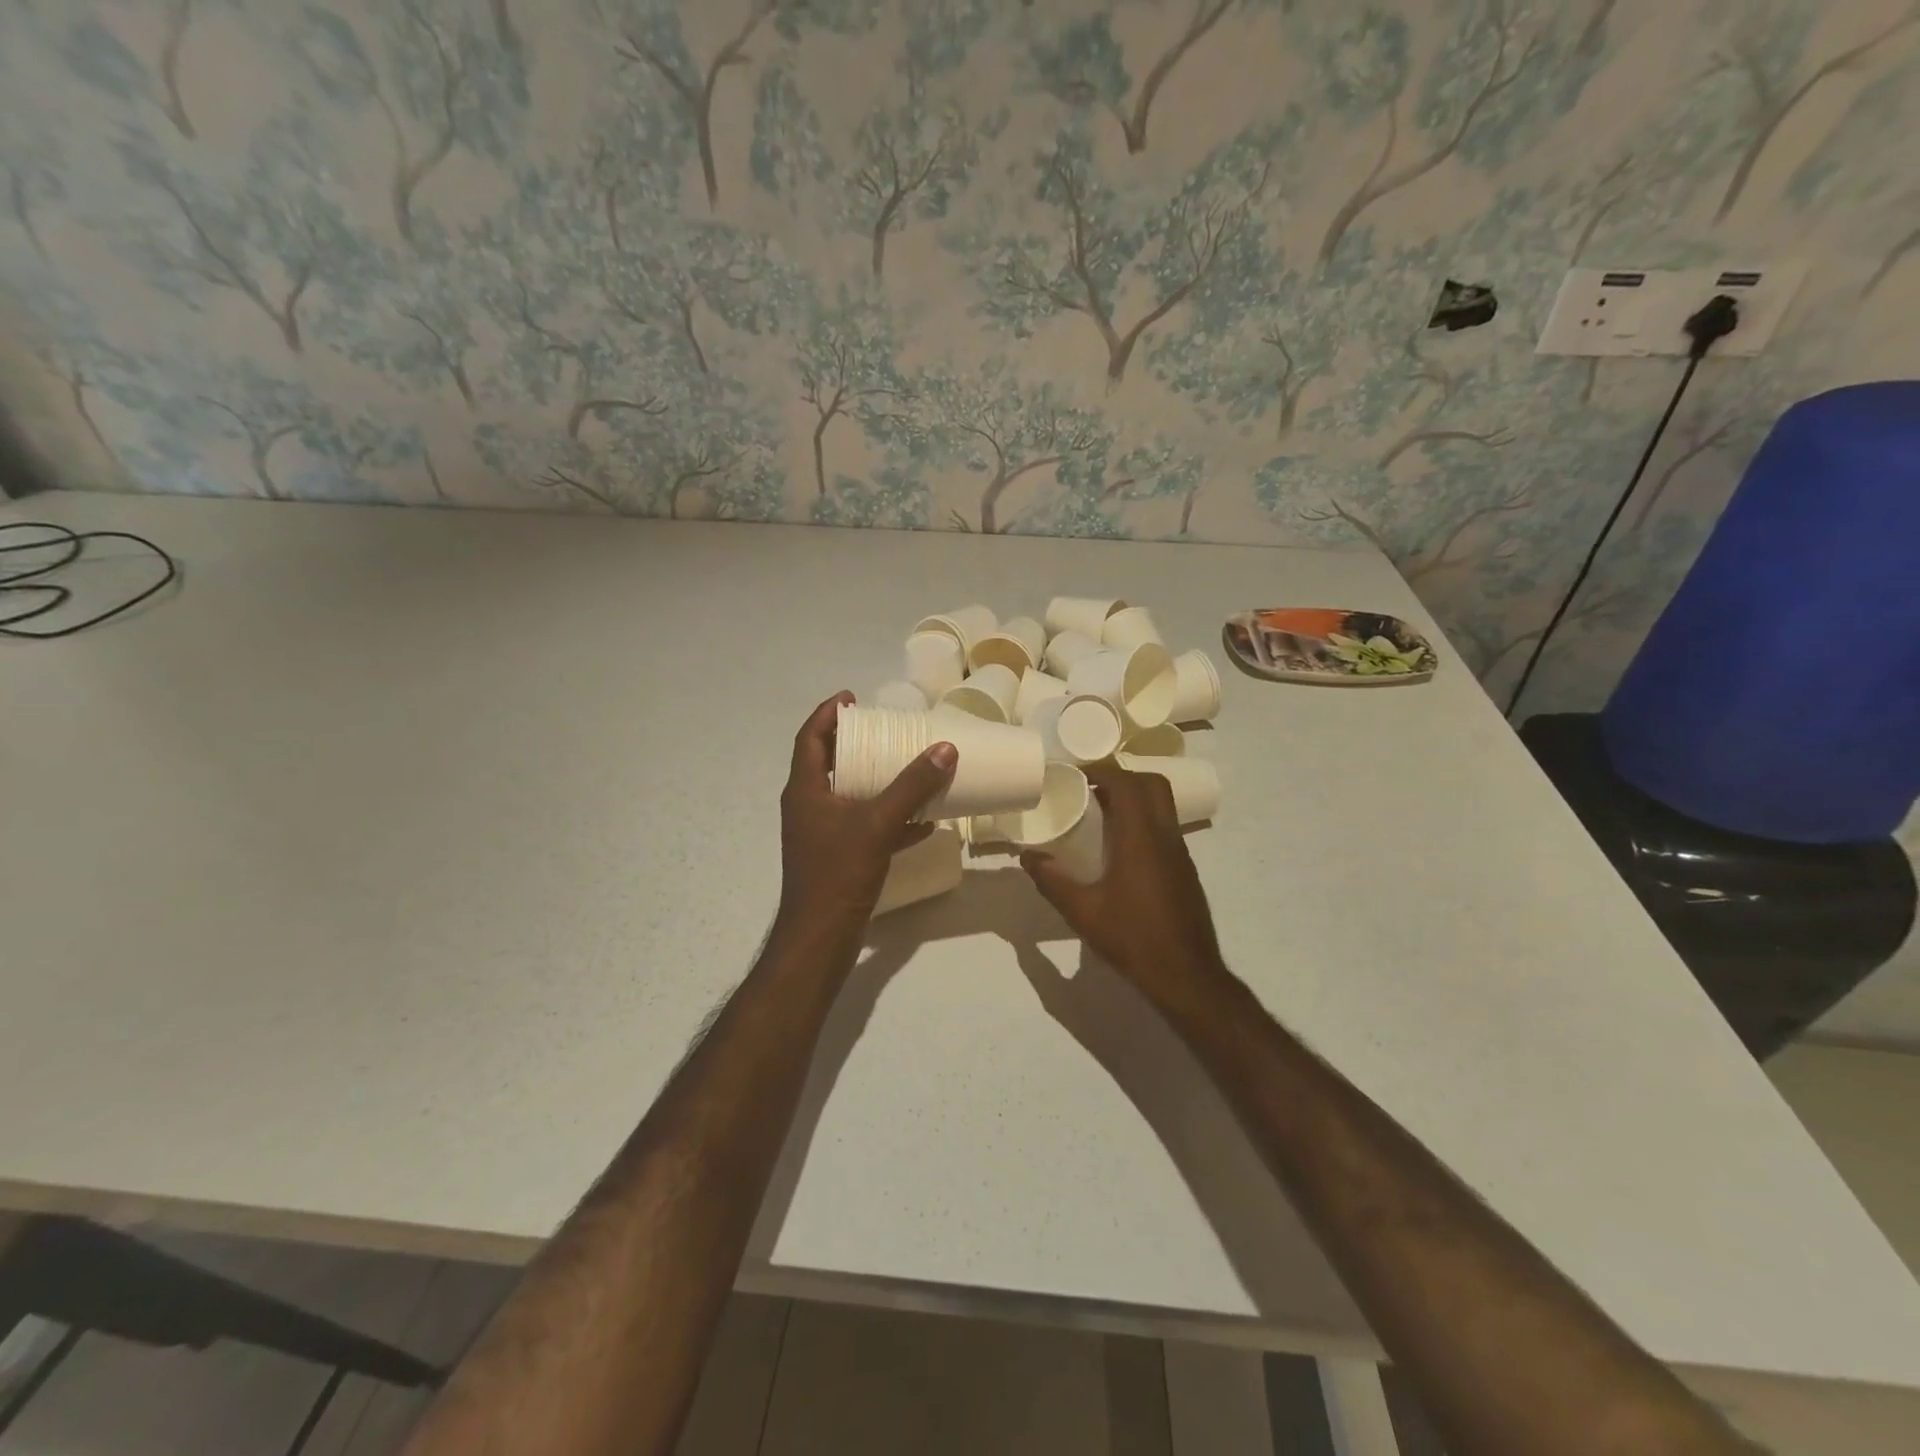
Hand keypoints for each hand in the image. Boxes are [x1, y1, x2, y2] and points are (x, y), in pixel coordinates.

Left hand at [776, 692, 956, 938]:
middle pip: (828, 763)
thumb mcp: (878, 823)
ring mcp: (821, 834)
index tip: (852, 698)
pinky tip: (922, 822)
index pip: (809, 738)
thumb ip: (912, 786)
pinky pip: (864, 827)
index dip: (827, 714)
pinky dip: (889, 819)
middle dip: (856, 745)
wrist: (821, 939)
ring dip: (876, 781)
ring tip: (908, 767)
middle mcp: (808, 807)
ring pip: (848, 796)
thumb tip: (945, 749)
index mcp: (805, 791)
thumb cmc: (839, 873)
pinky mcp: (837, 858)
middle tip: (886, 730)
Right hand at [1021, 761, 1230, 1010]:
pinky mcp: (1185, 870)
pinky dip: (1143, 822)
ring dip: (1134, 799)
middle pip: (1152, 785)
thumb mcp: (1082, 911)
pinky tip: (1120, 849)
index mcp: (1141, 839)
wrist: (1186, 976)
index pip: (1127, 784)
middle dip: (1122, 778)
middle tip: (1090, 789)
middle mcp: (1166, 837)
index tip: (1076, 774)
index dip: (1102, 771)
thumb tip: (1027, 857)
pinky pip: (1165, 828)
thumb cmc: (1133, 938)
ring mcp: (1181, 853)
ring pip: (1162, 806)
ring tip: (1100, 815)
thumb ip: (1052, 881)